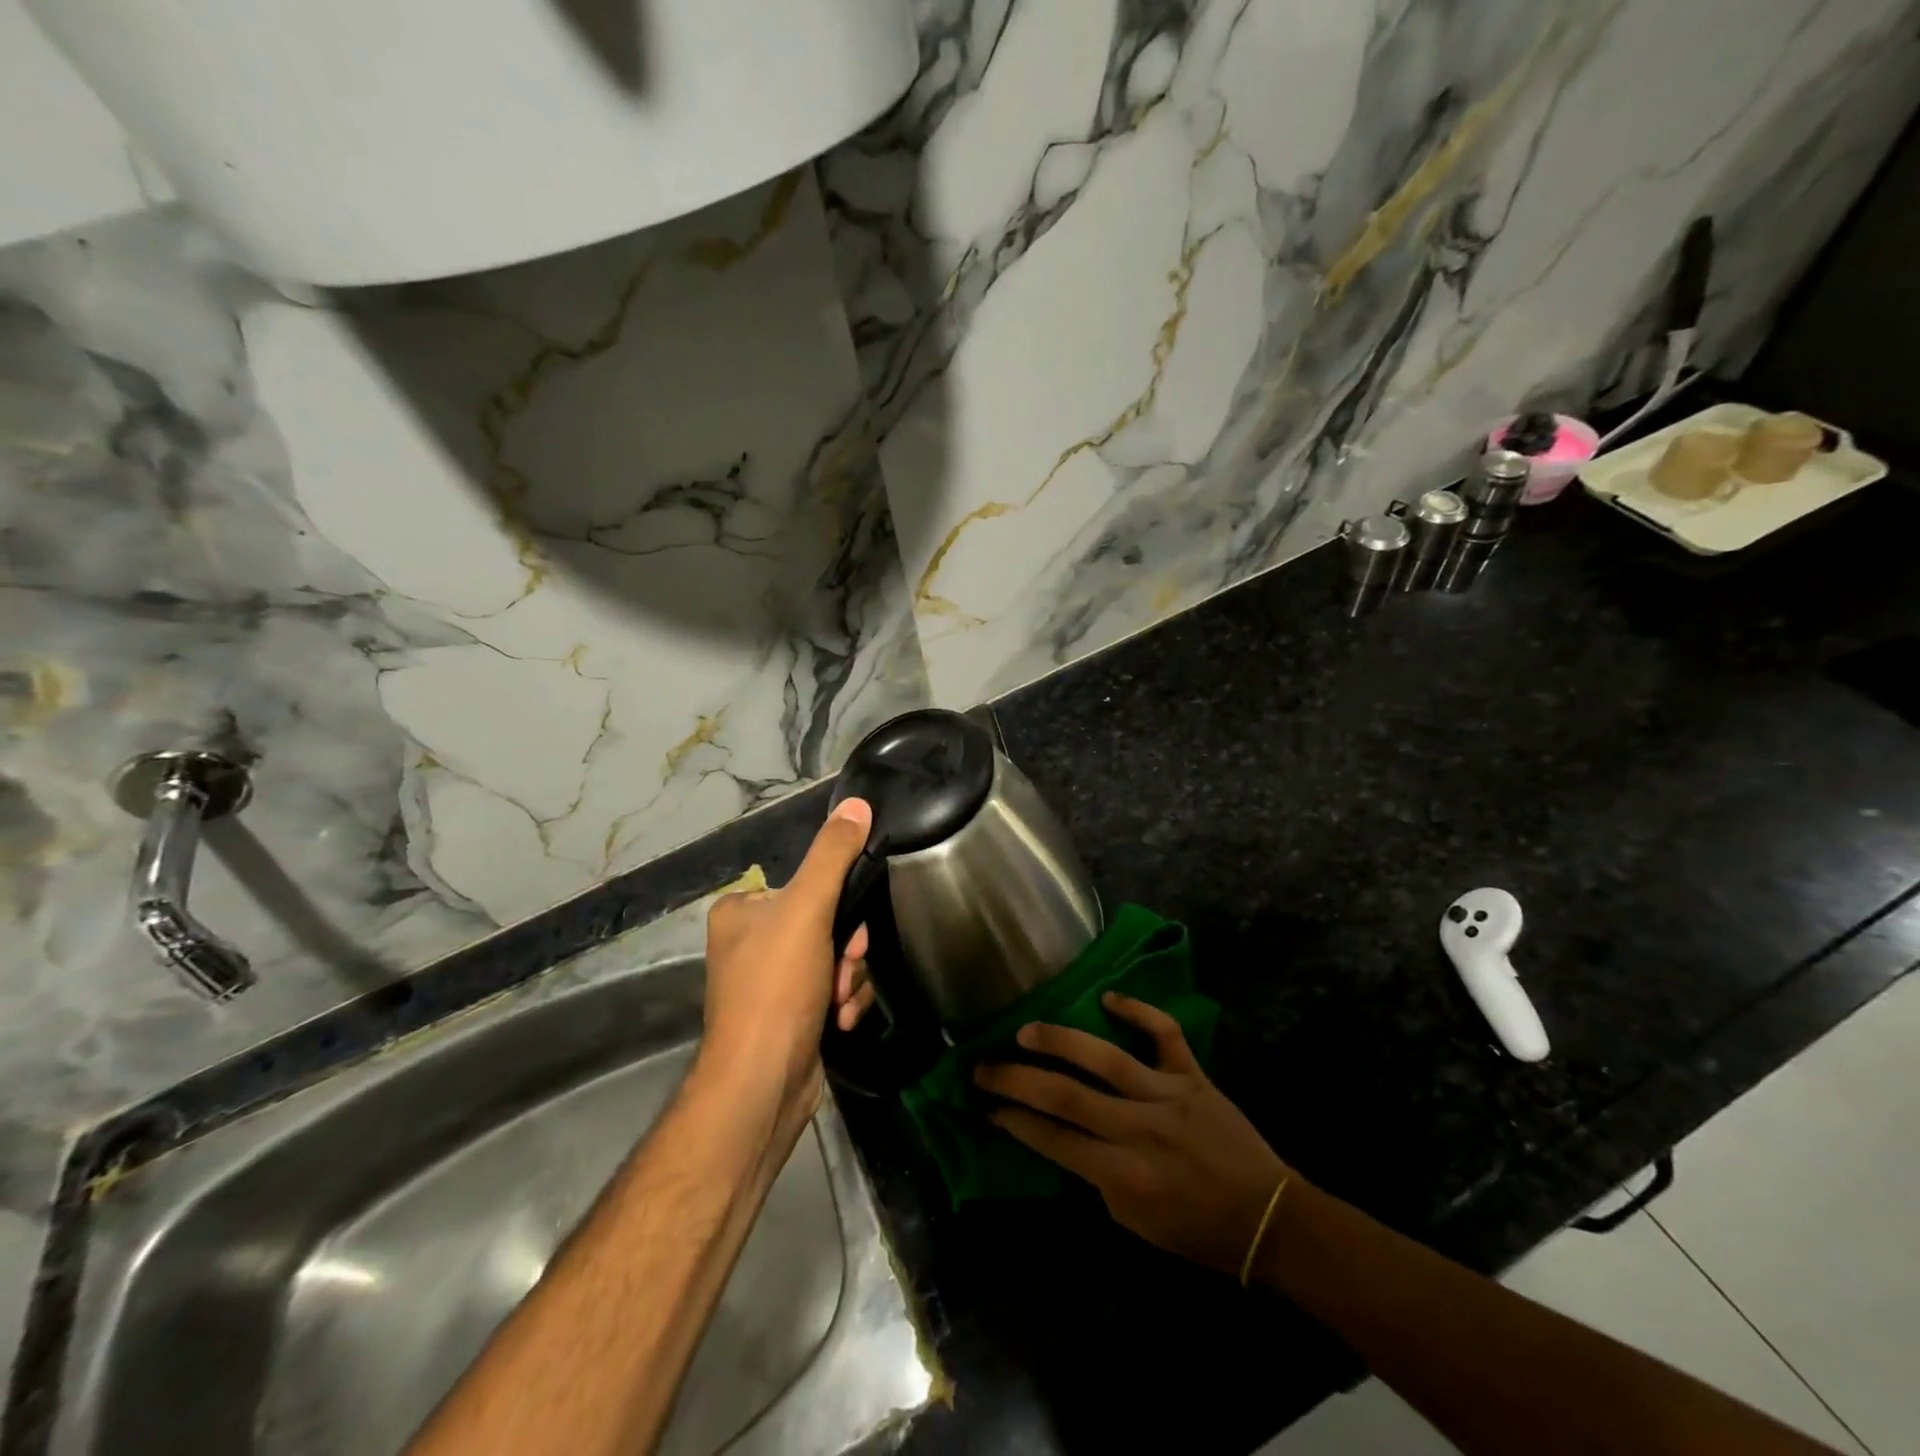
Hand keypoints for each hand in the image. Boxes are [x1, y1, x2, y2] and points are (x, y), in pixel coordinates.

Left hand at [701, 798, 875, 1119]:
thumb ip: (833, 855)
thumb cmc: (776, 987)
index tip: (848, 932)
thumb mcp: (807, 909)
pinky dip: (842, 1003)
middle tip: (843, 969)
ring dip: (849, 980)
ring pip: (837, 959)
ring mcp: (770, 982)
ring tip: (836, 1003)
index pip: (808, 886)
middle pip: (828, 924)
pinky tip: (836, 1022)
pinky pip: (832, 990)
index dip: (838, 906)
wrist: (763, 1084)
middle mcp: (750, 943)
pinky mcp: (790, 1015)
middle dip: (846, 951)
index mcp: (741, 910)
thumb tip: (856, 803)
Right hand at [976, 994, 1290, 1275]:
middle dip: (1017, 1080)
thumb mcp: (1134, 1222)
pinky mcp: (1193, 1075)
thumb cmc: (1196, 1230)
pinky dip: (1138, 1010)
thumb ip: (1095, 1176)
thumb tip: (1061, 1135)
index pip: (1054, 1141)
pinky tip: (1108, 997)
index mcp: (1123, 1175)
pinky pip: (1164, 1034)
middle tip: (983, 1066)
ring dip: (1060, 1041)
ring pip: (1106, 1059)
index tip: (985, 1106)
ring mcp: (1168, 1095)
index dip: (1015, 1121)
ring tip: (1026, 1031)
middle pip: (1067, 1097)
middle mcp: (1140, 1130)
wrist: (1268, 1218)